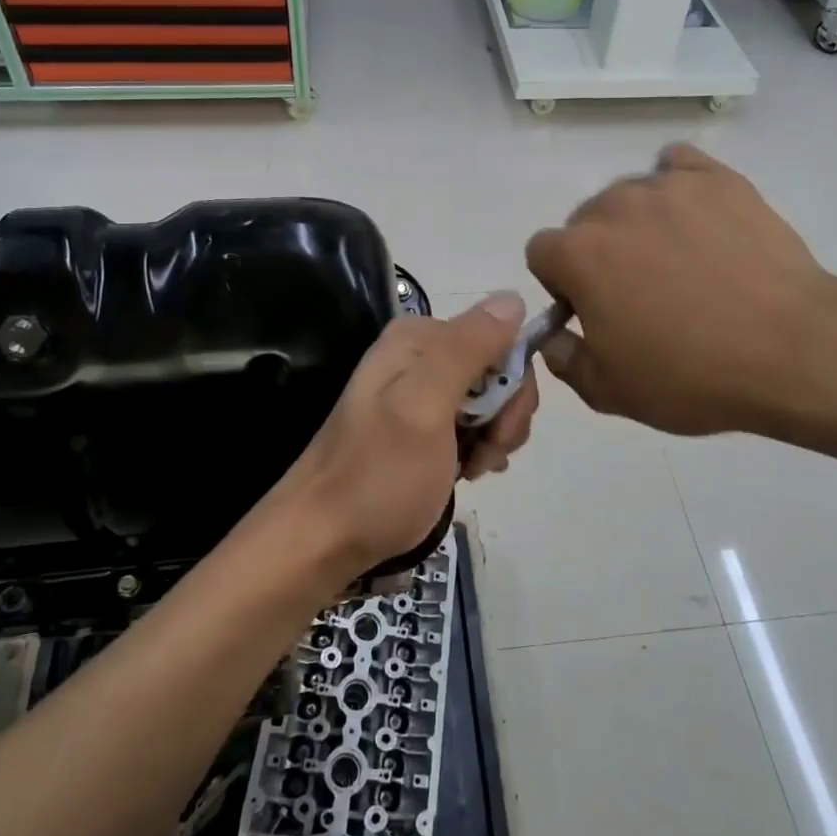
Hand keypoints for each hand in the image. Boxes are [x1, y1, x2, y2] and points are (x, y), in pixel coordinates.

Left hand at [280, 293, 538, 581]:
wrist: (323, 539)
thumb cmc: (378, 475)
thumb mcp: (425, 407)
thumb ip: (468, 350)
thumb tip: (514, 296)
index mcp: (417, 339)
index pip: (499, 339)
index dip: (512, 385)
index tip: (499, 429)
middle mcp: (417, 356)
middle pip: (496, 371)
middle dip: (504, 415)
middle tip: (484, 456)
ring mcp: (417, 393)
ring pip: (488, 401)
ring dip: (493, 437)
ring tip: (471, 470)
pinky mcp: (419, 427)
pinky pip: (470, 424)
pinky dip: (478, 449)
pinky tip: (467, 473)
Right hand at [526, 144, 836, 436]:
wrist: (791, 351)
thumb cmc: (690, 376)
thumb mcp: (609, 391)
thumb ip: (563, 359)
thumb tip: (552, 336)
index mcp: (578, 255)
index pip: (541, 252)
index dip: (561, 283)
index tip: (591, 310)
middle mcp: (613, 207)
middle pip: (584, 220)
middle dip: (598, 252)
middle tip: (640, 292)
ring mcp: (668, 187)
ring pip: (630, 195)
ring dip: (637, 224)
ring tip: (679, 261)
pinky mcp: (719, 179)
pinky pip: (678, 165)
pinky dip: (677, 187)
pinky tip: (696, 218)